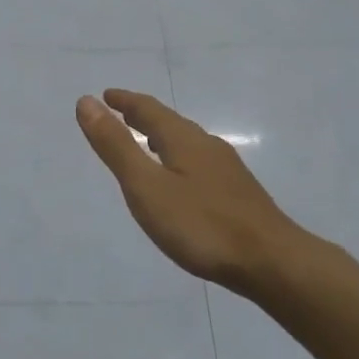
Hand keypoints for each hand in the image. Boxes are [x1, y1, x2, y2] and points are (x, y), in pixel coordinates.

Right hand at [76, 89, 302, 294]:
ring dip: (162, 137)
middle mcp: (206, 145)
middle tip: (121, 113)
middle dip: (143, 116)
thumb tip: (86, 102)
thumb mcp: (147, 187)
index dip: (125, 101)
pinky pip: (199, 162)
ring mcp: (226, 169)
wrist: (272, 262)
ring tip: (147, 143)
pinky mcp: (238, 193)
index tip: (105, 95)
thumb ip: (116, 146)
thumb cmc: (201, 224)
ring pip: (187, 143)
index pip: (149, 110)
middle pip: (170, 123)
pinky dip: (178, 158)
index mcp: (183, 139)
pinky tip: (181, 181)